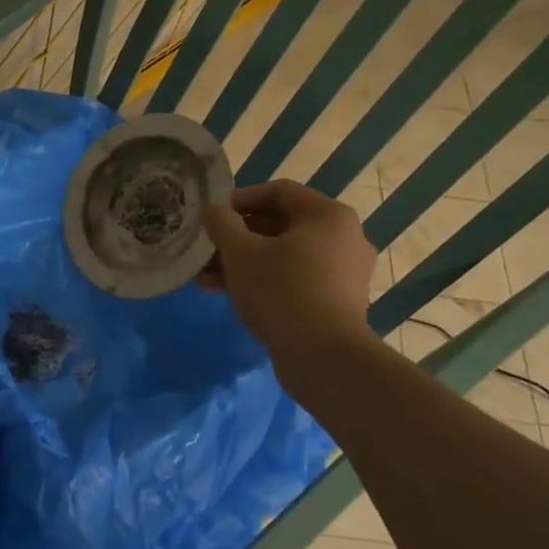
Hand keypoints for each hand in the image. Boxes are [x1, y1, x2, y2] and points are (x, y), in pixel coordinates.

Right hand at [202, 181, 378, 365]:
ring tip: (205, 277)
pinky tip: (229, 295)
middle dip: (237, 238)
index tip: (212, 217)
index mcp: (328, 216)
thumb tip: (215, 211)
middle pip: (280, 226)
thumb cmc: (282, 291)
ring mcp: (342, 273)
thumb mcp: (241, 253)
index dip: (239, 200)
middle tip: (206, 250)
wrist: (324, 357)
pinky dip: (263, 281)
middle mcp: (343, 238)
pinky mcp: (335, 302)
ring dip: (244, 263)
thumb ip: (223, 224)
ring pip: (283, 256)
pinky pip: (294, 280)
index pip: (278, 192)